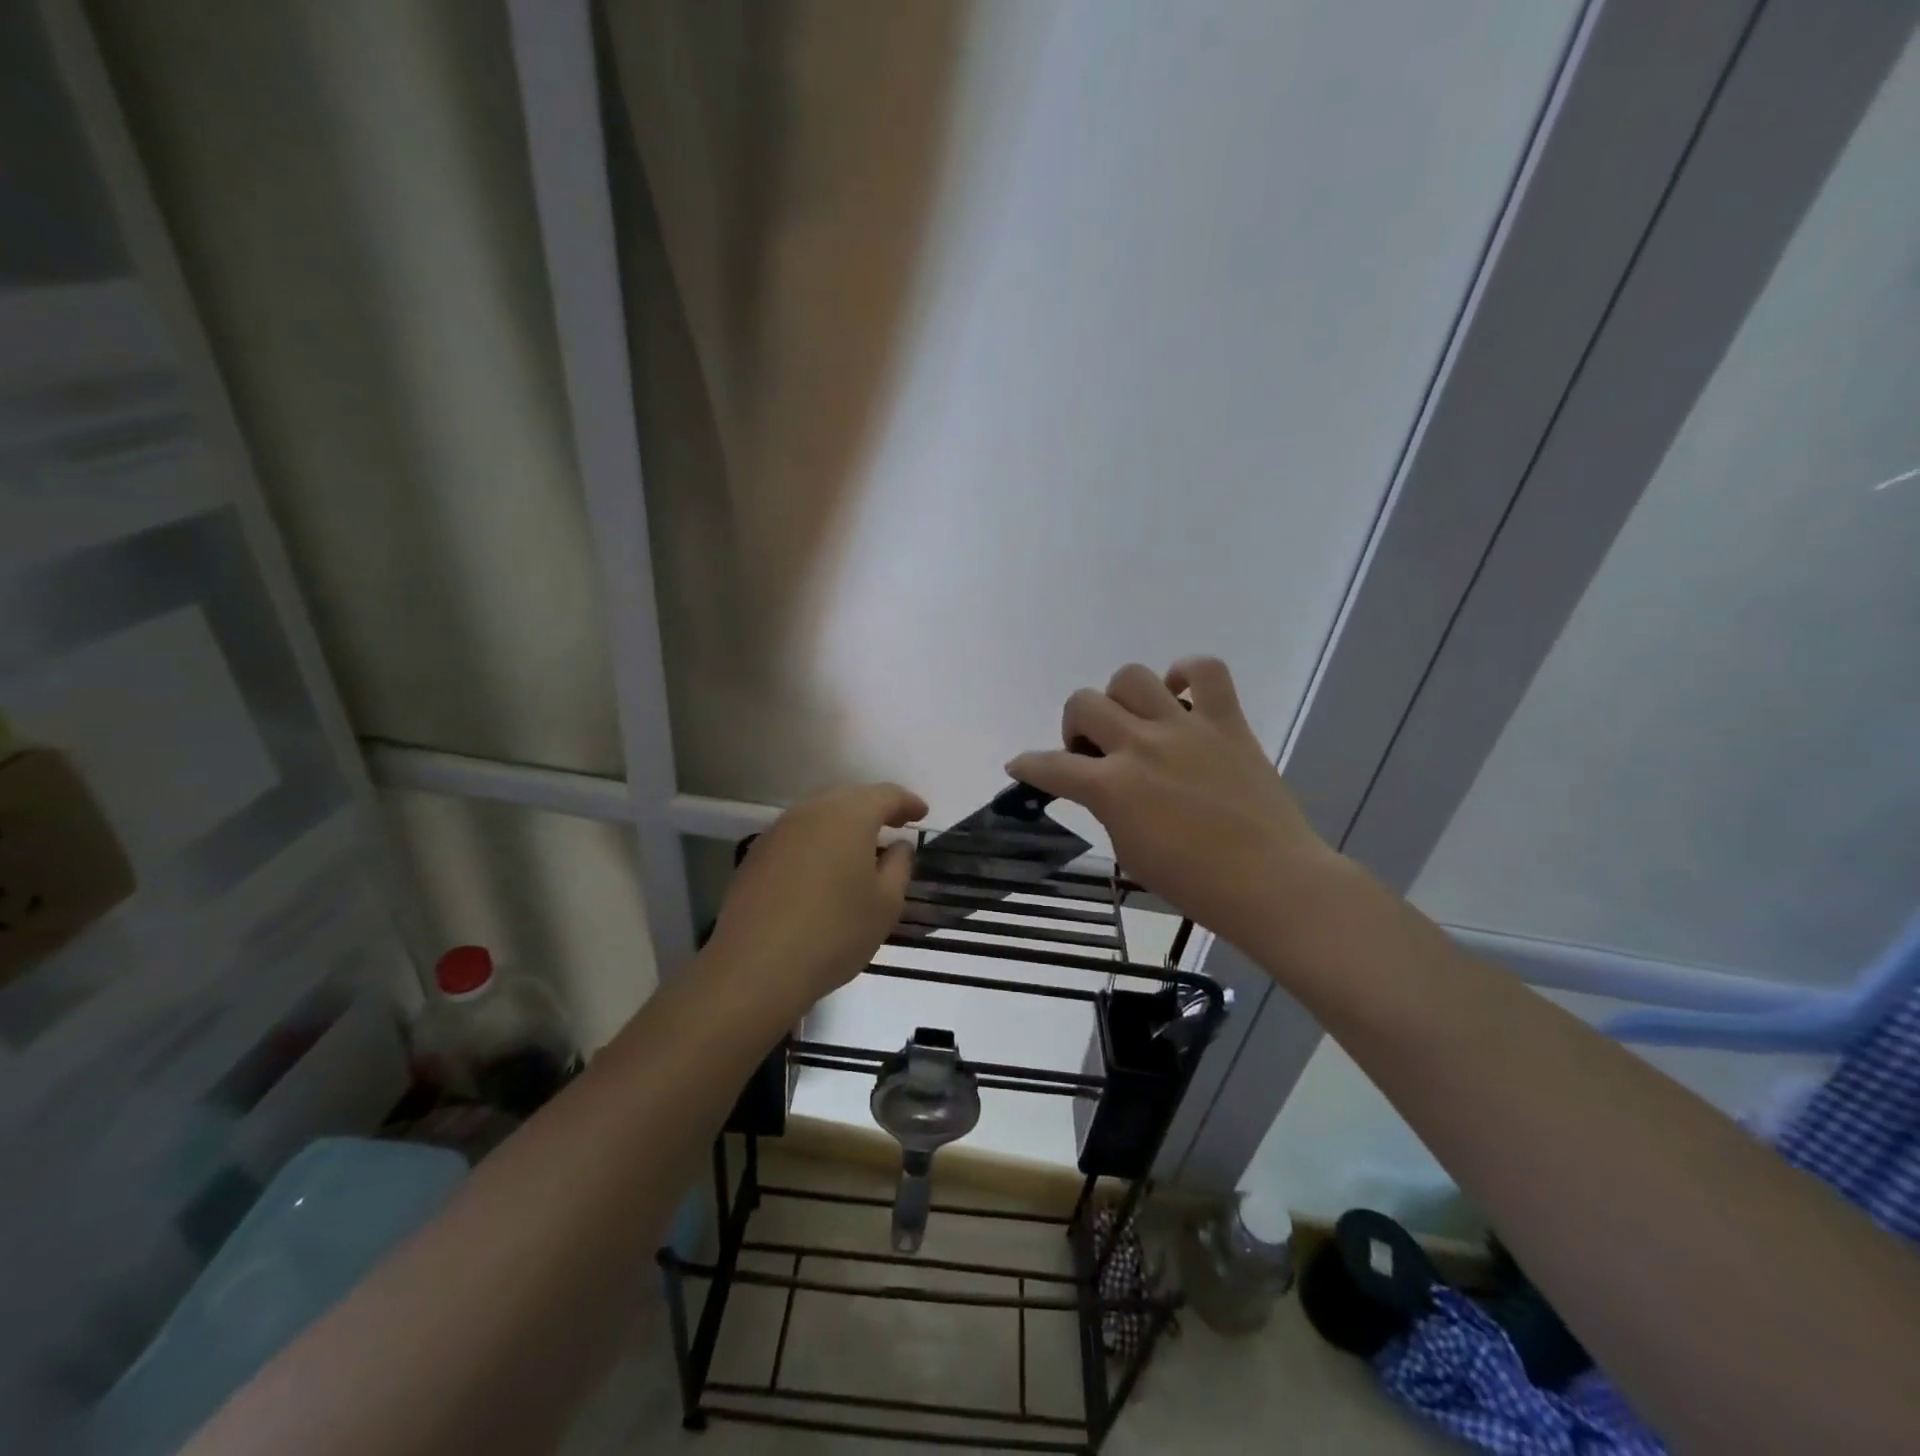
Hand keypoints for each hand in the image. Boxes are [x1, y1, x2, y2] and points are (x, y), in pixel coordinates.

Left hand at [708, 782, 927, 1009]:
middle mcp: (812, 811)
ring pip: (819, 813)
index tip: (922, 814)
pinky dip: (817, 841)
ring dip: (843, 823)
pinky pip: (797, 835)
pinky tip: (823, 868)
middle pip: (849, 796)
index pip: (886, 795)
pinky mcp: (756, 854)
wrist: (755, 967)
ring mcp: (779, 831)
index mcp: (849, 815)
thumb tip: (898, 846)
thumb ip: (898, 866)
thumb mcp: (886, 904)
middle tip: (894, 825)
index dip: (907, 802)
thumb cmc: (834, 933)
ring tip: (860, 847)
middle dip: (874, 807)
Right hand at [1006, 658, 1339, 957]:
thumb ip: (1107, 809)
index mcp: (1112, 787)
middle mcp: (1141, 746)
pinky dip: (1186, 673)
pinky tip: (1180, 694)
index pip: (1050, 765)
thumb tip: (1102, 786)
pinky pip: (1205, 670)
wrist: (1270, 882)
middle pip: (1083, 704)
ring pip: (1131, 677)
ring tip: (1133, 721)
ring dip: (1120, 698)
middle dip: (1074, 726)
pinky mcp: (1227, 721)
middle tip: (1093, 752)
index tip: (1021, 766)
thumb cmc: (1194, 883)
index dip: (1028, 765)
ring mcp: (1185, 728)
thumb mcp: (1130, 851)